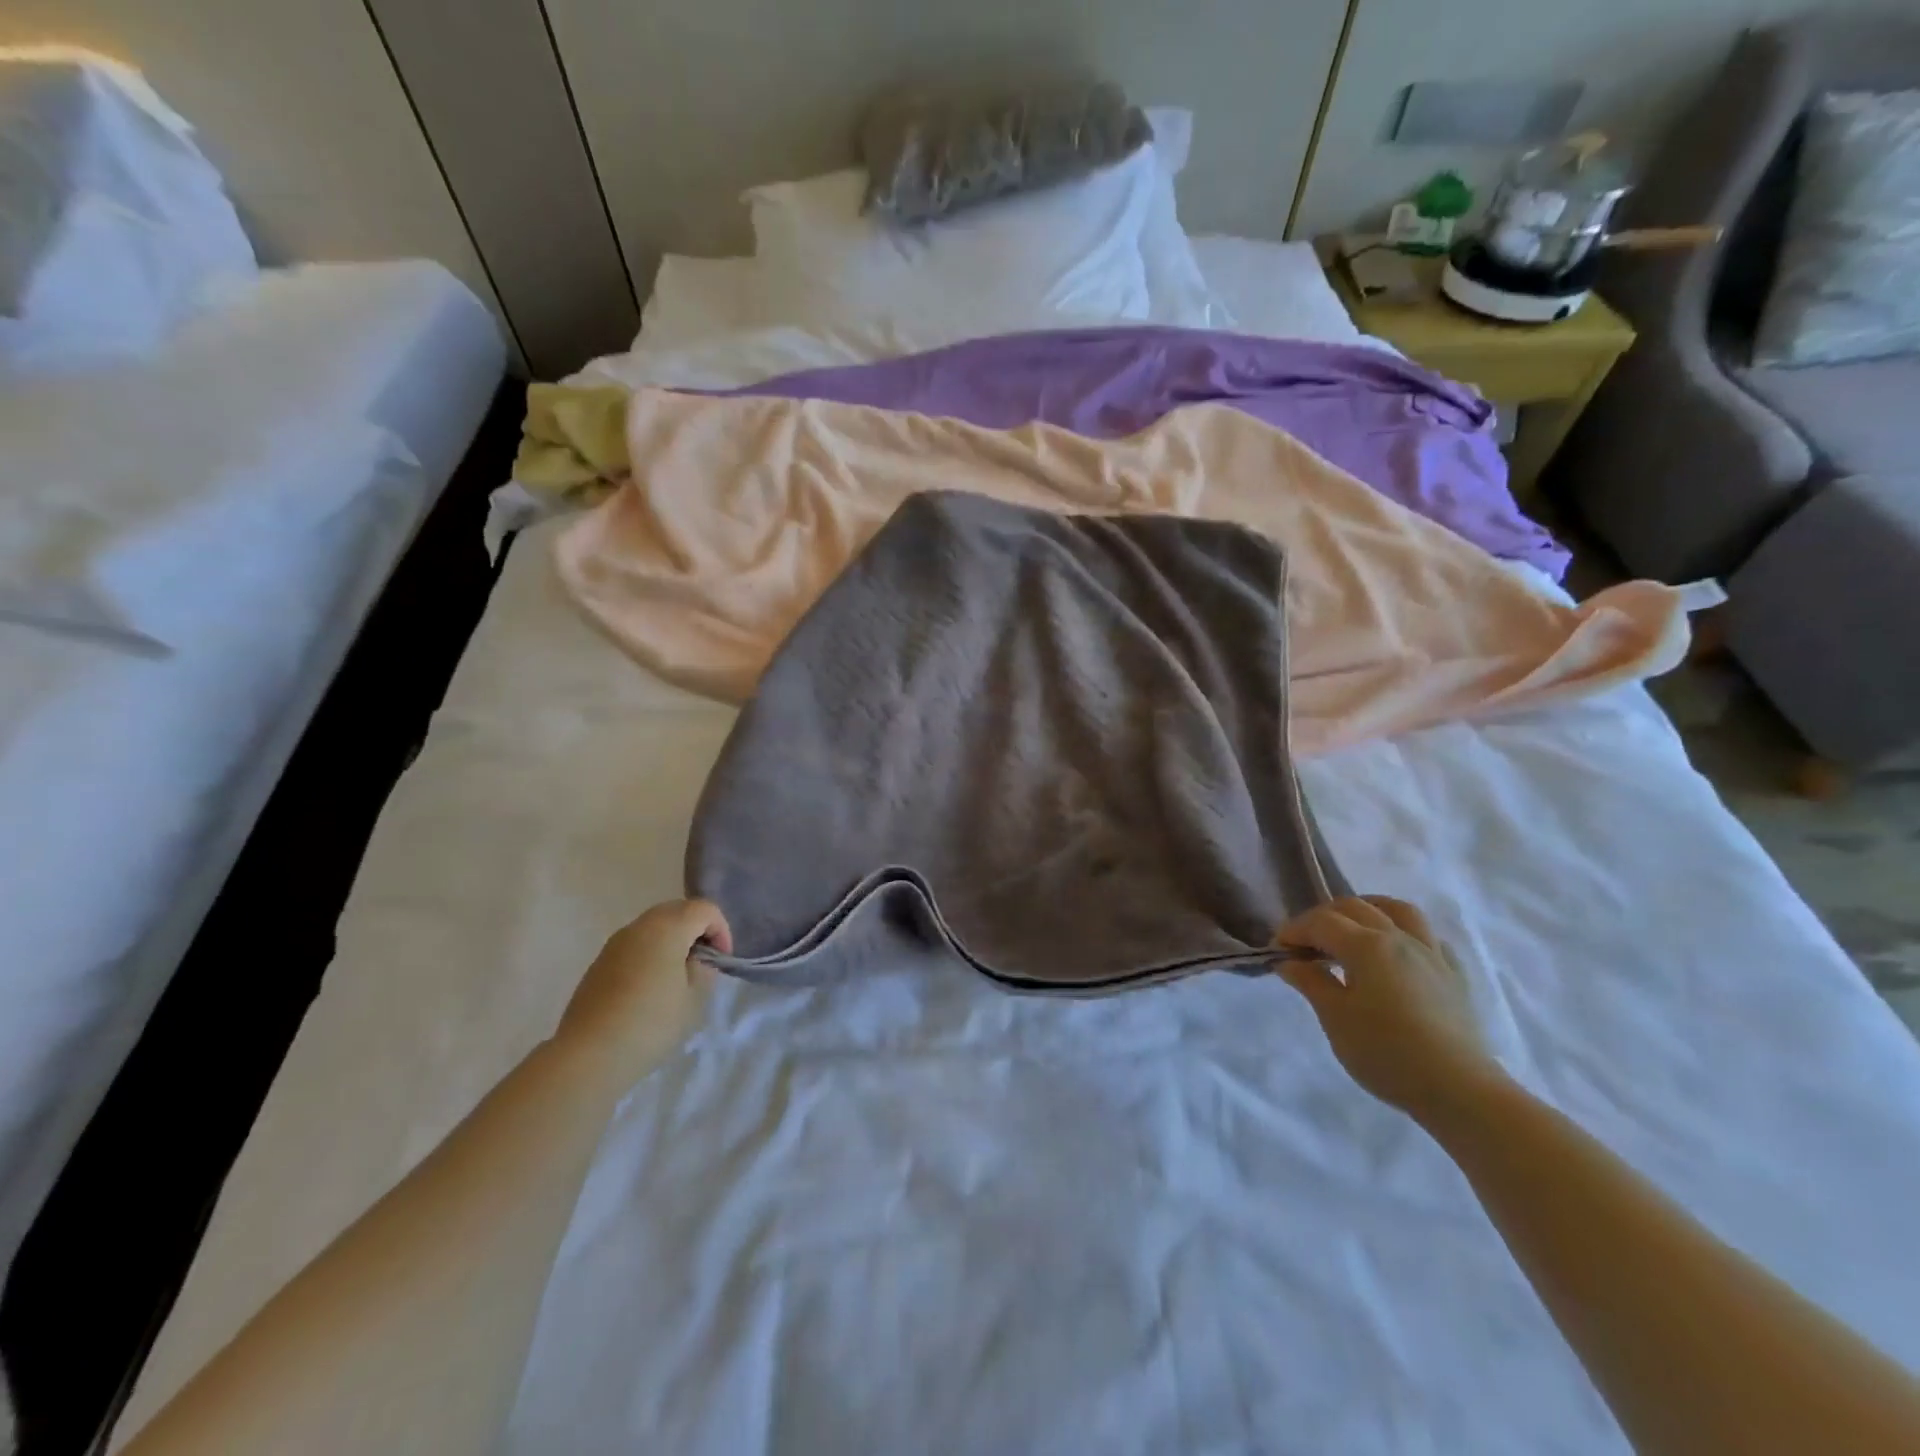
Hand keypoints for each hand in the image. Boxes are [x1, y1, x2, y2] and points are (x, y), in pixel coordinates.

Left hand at [556, 899, 730, 1085]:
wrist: (588, 1055)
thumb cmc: (651, 1023)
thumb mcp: (694, 998)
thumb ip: (703, 968)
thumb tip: (695, 959)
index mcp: (667, 927)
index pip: (705, 909)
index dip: (721, 930)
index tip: (721, 961)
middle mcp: (639, 926)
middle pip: (678, 911)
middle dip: (697, 930)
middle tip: (704, 963)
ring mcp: (615, 943)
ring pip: (654, 927)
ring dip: (673, 941)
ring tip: (678, 977)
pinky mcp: (599, 963)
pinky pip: (635, 945)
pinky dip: (650, 954)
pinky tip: (650, 988)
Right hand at [1273, 896, 1505, 1121]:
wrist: (1459, 1089)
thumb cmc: (1386, 1053)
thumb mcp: (1335, 1018)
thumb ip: (1311, 982)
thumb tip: (1289, 961)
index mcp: (1366, 945)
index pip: (1321, 922)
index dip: (1294, 930)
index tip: (1277, 950)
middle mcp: (1399, 938)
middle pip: (1355, 908)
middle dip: (1323, 918)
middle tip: (1305, 943)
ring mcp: (1431, 954)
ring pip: (1398, 911)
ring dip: (1368, 910)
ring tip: (1352, 928)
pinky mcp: (1454, 975)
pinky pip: (1428, 937)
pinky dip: (1405, 934)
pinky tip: (1397, 953)